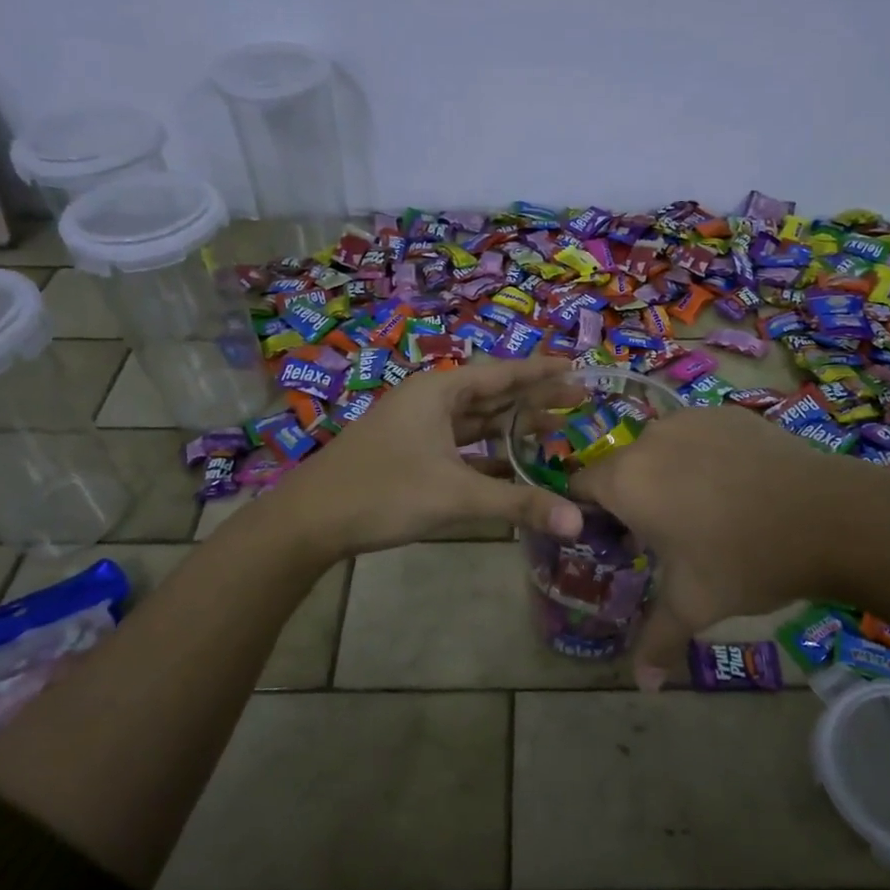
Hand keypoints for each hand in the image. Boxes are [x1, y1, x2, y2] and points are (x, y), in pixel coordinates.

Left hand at [268, 357, 585, 560]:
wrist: (310, 520)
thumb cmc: (384, 492)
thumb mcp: (456, 496)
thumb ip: (519, 505)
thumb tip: (579, 522)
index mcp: (439, 391)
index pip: (502, 373)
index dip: (541, 371)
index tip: (577, 366)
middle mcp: (429, 401)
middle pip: (492, 394)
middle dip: (533, 399)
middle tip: (578, 400)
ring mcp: (417, 428)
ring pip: (475, 422)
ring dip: (512, 427)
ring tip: (554, 430)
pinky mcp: (410, 454)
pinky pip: (460, 446)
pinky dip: (487, 454)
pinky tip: (513, 467)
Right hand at [570, 405, 846, 686]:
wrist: (828, 516)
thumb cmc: (744, 560)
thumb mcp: (693, 605)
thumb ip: (656, 641)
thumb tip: (642, 685)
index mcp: (627, 480)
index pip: (580, 489)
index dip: (589, 517)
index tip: (615, 543)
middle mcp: (650, 439)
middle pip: (623, 469)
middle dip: (633, 500)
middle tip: (665, 538)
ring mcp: (692, 419)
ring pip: (662, 450)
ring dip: (669, 476)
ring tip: (706, 511)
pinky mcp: (730, 412)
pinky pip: (700, 435)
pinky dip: (705, 457)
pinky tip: (738, 487)